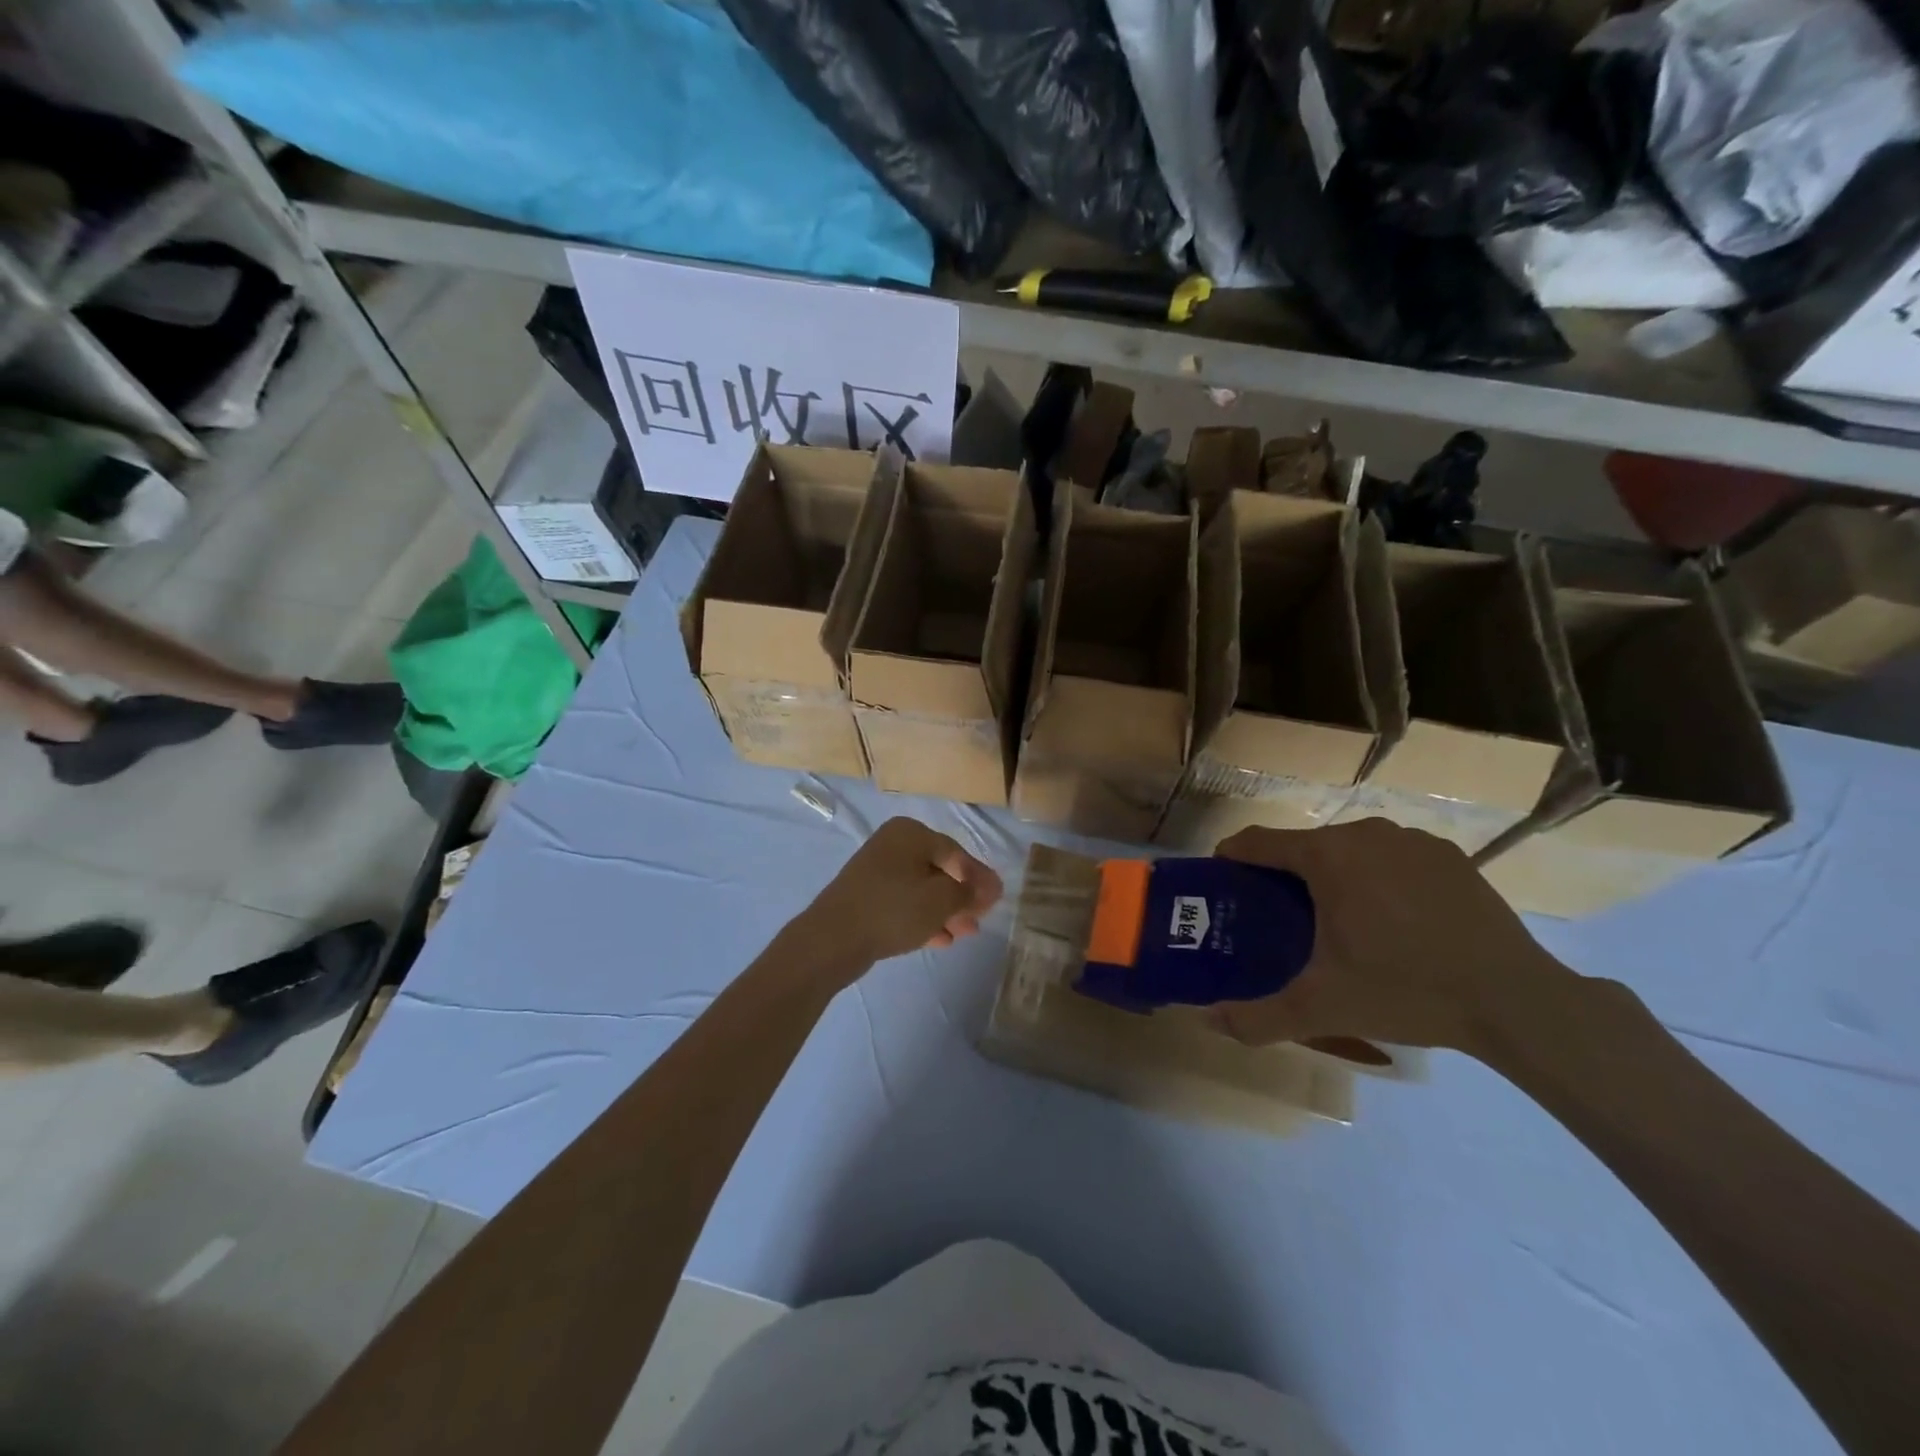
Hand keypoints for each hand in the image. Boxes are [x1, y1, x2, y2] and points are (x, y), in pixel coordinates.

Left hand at [793, 817, 1002, 972]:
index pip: (956, 853)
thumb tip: (993, 887)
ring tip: (965, 933)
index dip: (978, 878)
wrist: (832, 939)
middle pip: (939, 870)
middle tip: (980, 919)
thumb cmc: (893, 909)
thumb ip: (970, 892)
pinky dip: (924, 918)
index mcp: (910, 833)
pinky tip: (942, 940)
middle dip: (962, 897)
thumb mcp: (941, 900)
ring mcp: (877, 872)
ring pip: (922, 890)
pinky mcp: (867, 898)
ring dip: (946, 911)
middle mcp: (892, 845)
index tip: (996, 901)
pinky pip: (904, 904)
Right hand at [1208, 819, 1570, 1054]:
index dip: (1233, 859)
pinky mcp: (1448, 856)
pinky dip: (1378, 878)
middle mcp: (1365, 834)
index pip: (1258, 841)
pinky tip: (1392, 920)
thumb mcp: (1323, 1008)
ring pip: (1350, 849)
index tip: (1223, 882)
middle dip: (1284, 875)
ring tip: (1336, 921)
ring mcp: (1412, 841)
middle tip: (1279, 918)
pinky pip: (1392, 858)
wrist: (1517, 1001)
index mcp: (1327, 856)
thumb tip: (1206, 1022)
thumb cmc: (1407, 990)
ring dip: (1333, 875)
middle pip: (1304, 846)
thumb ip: (1258, 1016)